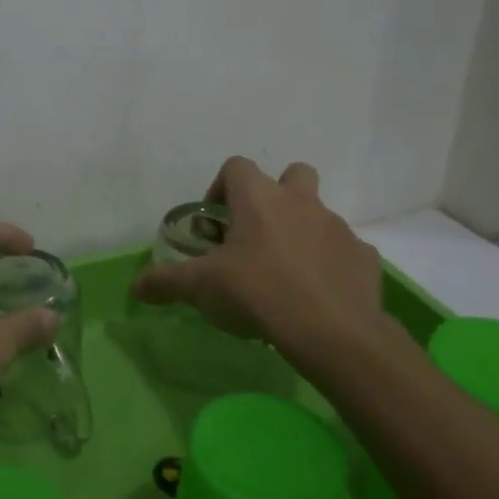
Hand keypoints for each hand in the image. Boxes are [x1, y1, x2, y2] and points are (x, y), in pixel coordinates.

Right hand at [131, 156, 386, 358]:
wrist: (331, 332)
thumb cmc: (257, 294)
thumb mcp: (201, 289)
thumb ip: (166, 282)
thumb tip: (135, 286)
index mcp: (259, 199)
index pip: (236, 166)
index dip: (222, 187)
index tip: (216, 222)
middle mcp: (301, 202)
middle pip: (292, 174)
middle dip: (276, 195)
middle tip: (258, 233)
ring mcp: (338, 228)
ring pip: (318, 215)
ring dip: (302, 232)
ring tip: (285, 272)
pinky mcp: (363, 257)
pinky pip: (344, 250)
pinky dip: (330, 263)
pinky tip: (317, 293)